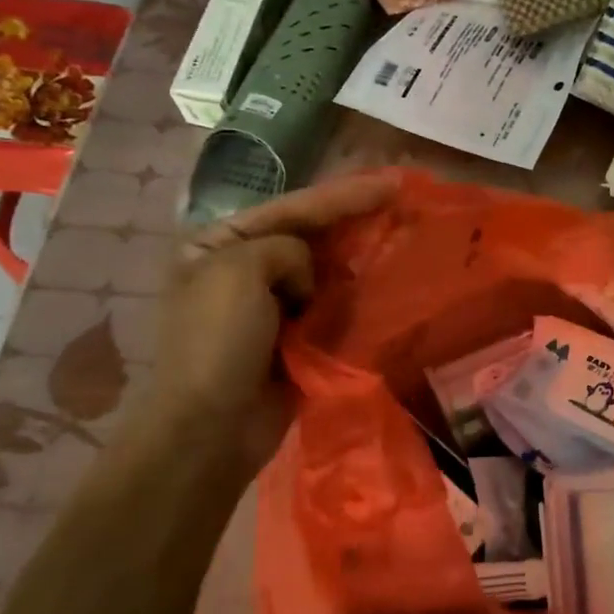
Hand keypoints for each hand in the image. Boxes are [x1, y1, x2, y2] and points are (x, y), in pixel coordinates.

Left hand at [145, 172, 397, 485]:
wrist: (210, 430)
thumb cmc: (215, 343)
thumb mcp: (238, 271)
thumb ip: (285, 249)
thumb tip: (310, 278)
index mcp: (217, 244)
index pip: (292, 209)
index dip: (344, 194)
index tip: (393, 183)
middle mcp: (243, 269)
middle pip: (310, 235)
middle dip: (355, 220)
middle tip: (403, 204)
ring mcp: (270, 307)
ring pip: (326, 270)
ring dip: (361, 257)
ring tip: (403, 239)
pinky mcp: (295, 339)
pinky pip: (333, 306)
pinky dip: (358, 296)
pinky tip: (388, 286)